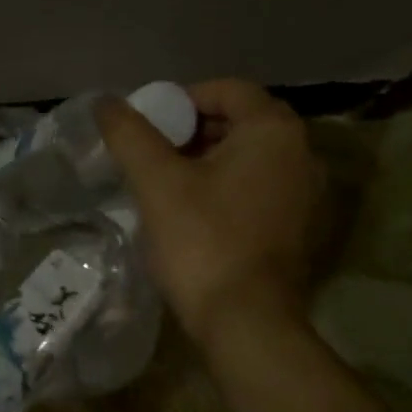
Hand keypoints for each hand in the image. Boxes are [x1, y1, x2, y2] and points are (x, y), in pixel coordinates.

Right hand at [96, 79, 325, 342]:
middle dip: (193, 132)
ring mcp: (307, 194)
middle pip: (241, 123)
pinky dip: (227, 189)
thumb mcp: (157, 183)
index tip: (147, 126)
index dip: (181, 100)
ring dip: (208, 162)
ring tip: (165, 185)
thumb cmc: (202, 242)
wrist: (245, 321)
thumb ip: (130, 135)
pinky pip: (259, 190)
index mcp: (274, 131)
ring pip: (249, 159)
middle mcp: (302, 153)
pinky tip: (194, 214)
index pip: (227, 90)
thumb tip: (105, 102)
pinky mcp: (299, 228)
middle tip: (152, 155)